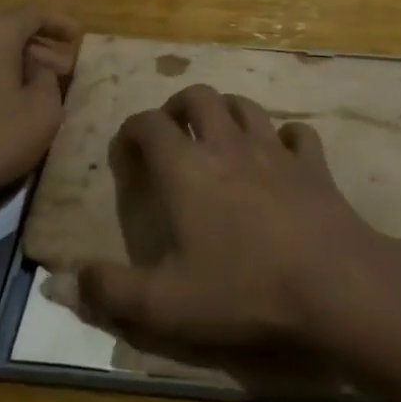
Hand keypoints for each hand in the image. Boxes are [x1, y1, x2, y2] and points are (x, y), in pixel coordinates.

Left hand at [0, 6, 80, 227]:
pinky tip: (5, 101)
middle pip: (10, 29)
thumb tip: (40, 70)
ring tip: (39, 87)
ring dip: (17, 62)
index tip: (79, 36)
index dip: (60, 23)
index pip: (35, 13)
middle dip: (41, 47)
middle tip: (65, 69)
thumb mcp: (41, 114)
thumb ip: (50, 82)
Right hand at [76, 85, 383, 353]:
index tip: (127, 147)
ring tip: (219, 134)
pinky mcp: (313, 164)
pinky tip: (281, 154)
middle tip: (172, 130)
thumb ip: (111, 293)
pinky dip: (284, 137)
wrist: (334, 284)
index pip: (150, 124)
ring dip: (227, 111)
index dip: (132, 128)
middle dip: (179, 106)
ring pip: (245, 106)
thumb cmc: (243, 289)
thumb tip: (66, 281)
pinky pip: (297, 133)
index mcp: (186, 168)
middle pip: (199, 96)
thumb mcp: (165, 305)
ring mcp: (274, 149)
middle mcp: (227, 144)